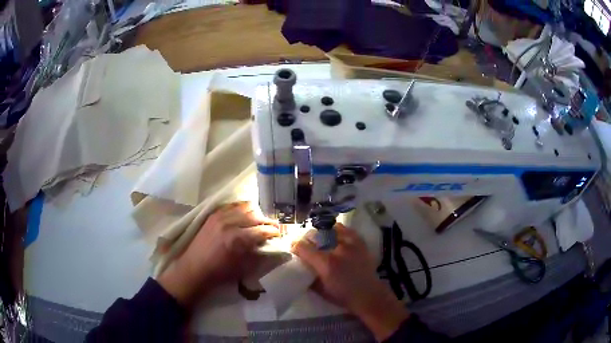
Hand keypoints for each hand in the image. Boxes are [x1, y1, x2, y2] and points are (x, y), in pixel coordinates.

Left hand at [158, 202, 279, 306]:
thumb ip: (259, 254)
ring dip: (255, 214)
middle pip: (256, 215)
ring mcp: (220, 216)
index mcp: (237, 239)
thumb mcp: (244, 268)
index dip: (274, 232)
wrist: (194, 268)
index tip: (279, 234)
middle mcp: (230, 223)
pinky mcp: (213, 214)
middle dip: (267, 221)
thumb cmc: (220, 272)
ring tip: (258, 222)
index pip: (262, 230)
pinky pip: (232, 205)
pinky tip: (244, 217)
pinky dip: (242, 209)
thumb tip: (272, 246)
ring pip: (245, 207)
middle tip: (272, 228)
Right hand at [292, 223, 408, 340]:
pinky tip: (335, 234)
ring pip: (330, 229)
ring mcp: (350, 244)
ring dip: (322, 233)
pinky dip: (338, 230)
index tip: (294, 248)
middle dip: (307, 239)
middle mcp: (337, 250)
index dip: (295, 246)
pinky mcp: (360, 243)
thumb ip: (308, 277)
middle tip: (307, 244)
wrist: (368, 294)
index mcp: (325, 263)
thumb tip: (300, 267)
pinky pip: (346, 230)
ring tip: (321, 239)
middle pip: (316, 235)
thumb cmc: (343, 296)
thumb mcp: (320, 290)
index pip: (303, 247)